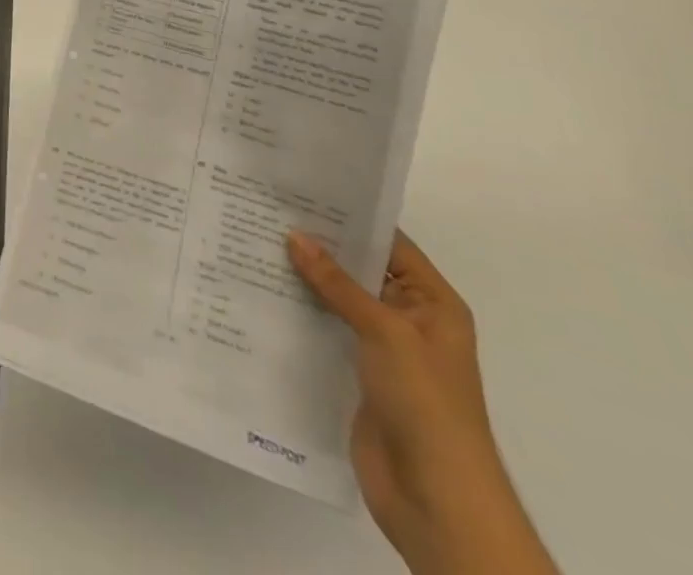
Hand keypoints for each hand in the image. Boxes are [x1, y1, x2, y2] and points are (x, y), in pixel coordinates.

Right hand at [288, 230, 556, 574]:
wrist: (437, 501)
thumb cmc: (426, 404)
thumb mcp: (385, 332)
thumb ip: (338, 283)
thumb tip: (295, 235)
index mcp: (432, 303)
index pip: (389, 243)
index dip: (350, 217)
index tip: (302, 191)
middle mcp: (409, 319)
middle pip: (360, 270)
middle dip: (320, 246)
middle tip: (268, 211)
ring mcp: (383, 350)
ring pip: (339, 300)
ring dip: (305, 279)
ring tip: (255, 243)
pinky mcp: (358, 375)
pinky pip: (327, 331)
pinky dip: (301, 313)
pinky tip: (263, 293)